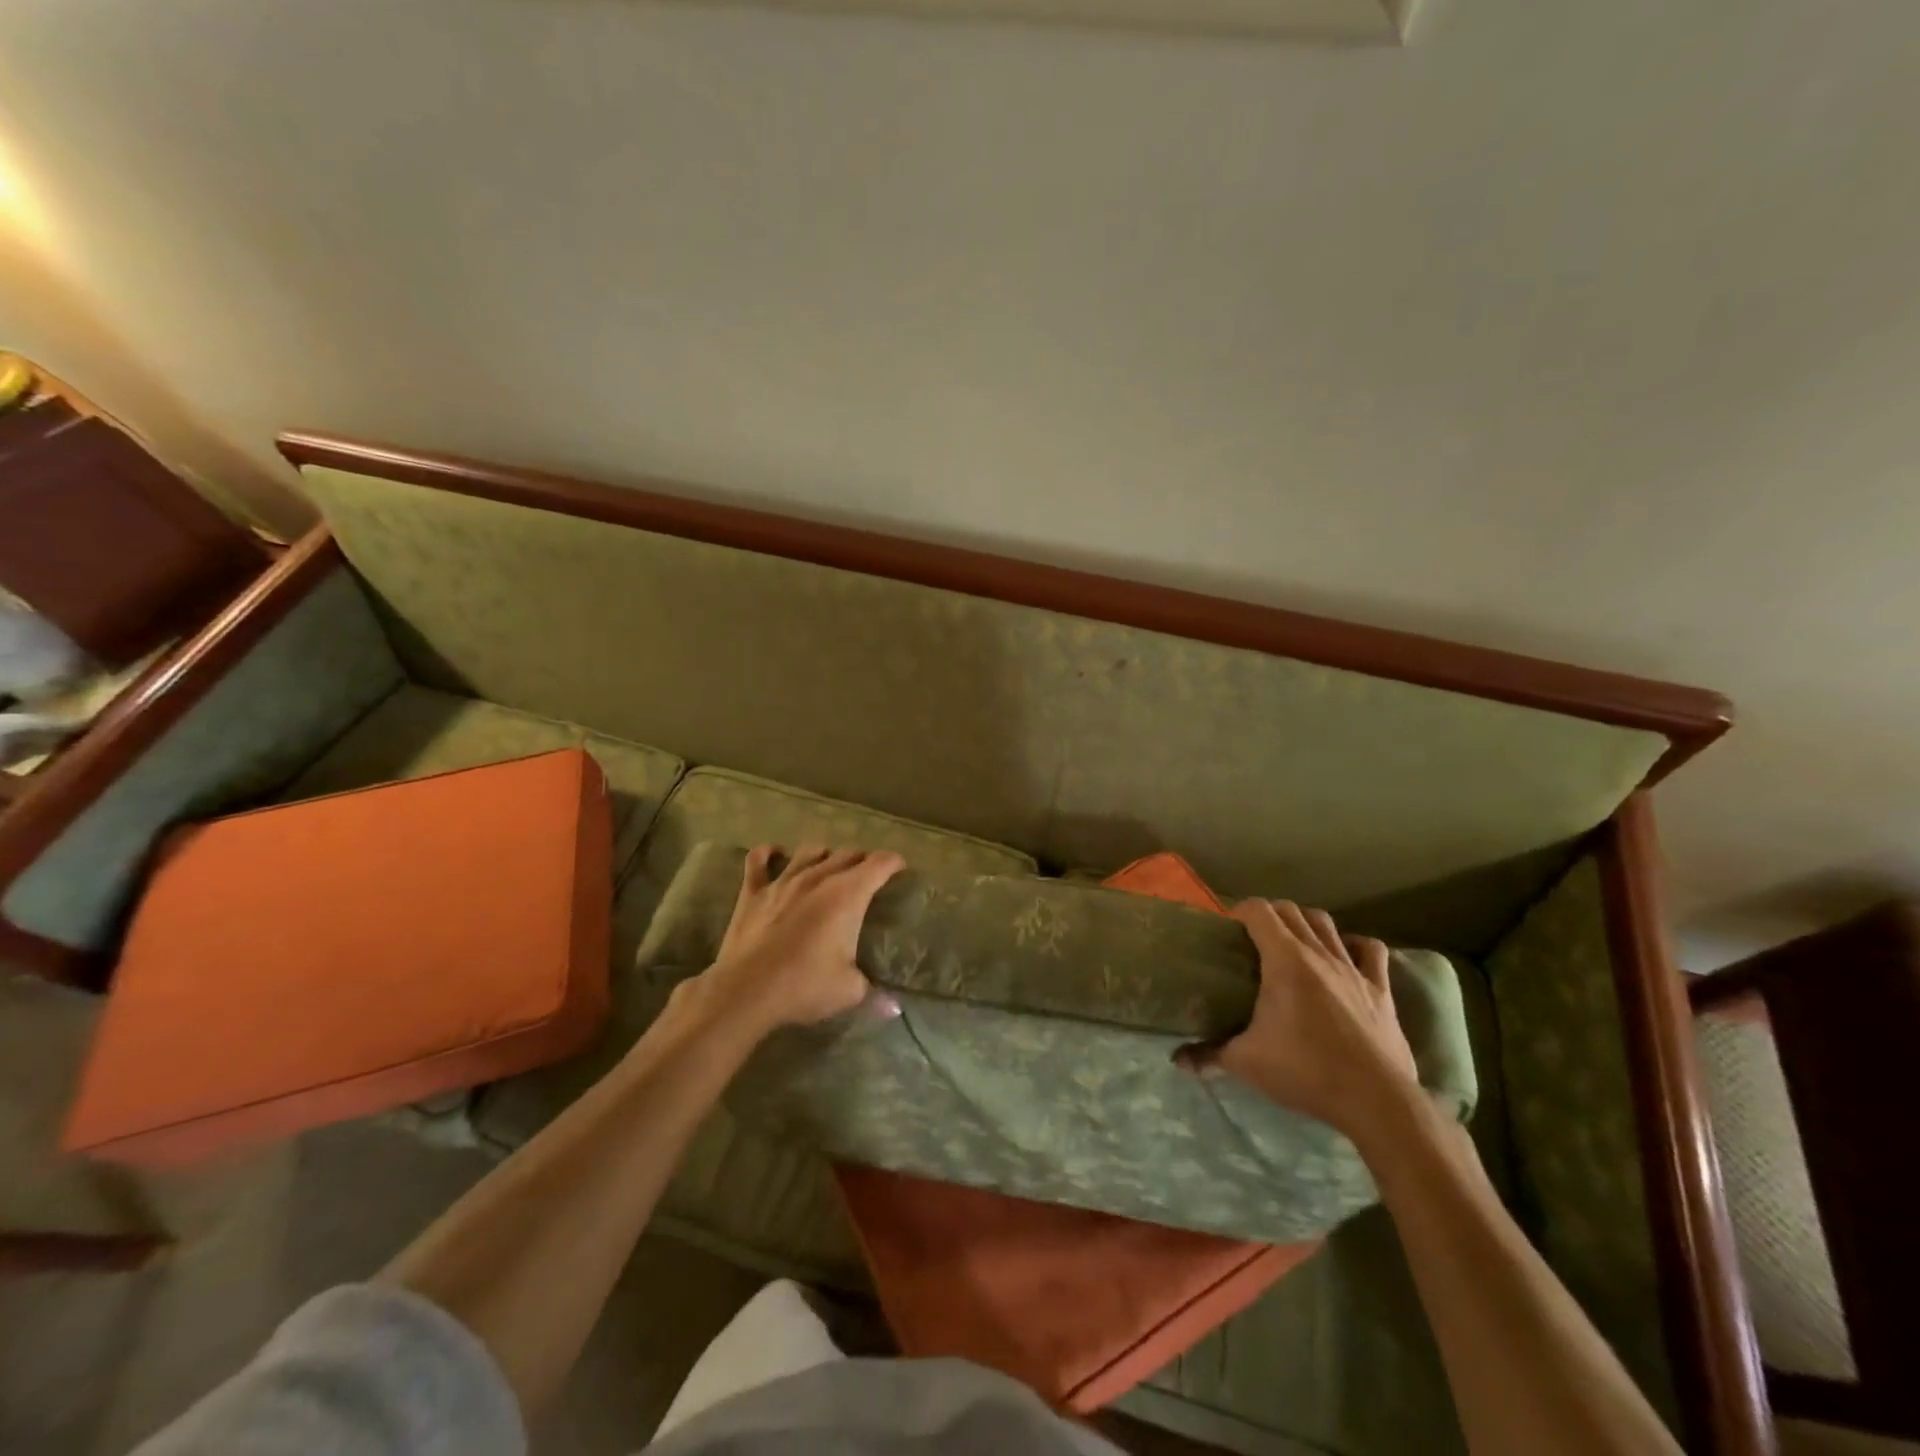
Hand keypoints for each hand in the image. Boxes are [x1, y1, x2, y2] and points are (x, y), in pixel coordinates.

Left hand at [690, 843, 905, 1033]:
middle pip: (847, 854)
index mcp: (847, 894)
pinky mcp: (753, 892)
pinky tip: (775, 854)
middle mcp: (818, 878)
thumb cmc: (804, 986)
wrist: (746, 992)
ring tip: (829, 865)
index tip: (900, 869)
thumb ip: (874, 993)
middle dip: (862, 860)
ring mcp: (783, 881)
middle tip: (868, 875)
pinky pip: (758, 860)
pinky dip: (768, 853)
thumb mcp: (849, 992)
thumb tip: (894, 1008)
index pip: (879, 864)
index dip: (893, 863)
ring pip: (809, 851)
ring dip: (824, 854)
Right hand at [1178, 900, 1421, 1142]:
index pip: (1259, 911)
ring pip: (1327, 923)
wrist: (1376, 1101)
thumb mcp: (1246, 1063)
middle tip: (1253, 940)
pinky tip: (1344, 955)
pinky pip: (1370, 950)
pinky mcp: (1380, 989)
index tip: (1228, 931)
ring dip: (1306, 924)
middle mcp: (1319, 953)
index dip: (1239, 912)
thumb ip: (1209, 1054)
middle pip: (1291, 910)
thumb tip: (1178, 1059)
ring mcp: (1353, 969)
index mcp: (1285, 960)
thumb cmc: (1306, 1072)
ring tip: (1293, 944)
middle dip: (1269, 916)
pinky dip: (1354, 944)